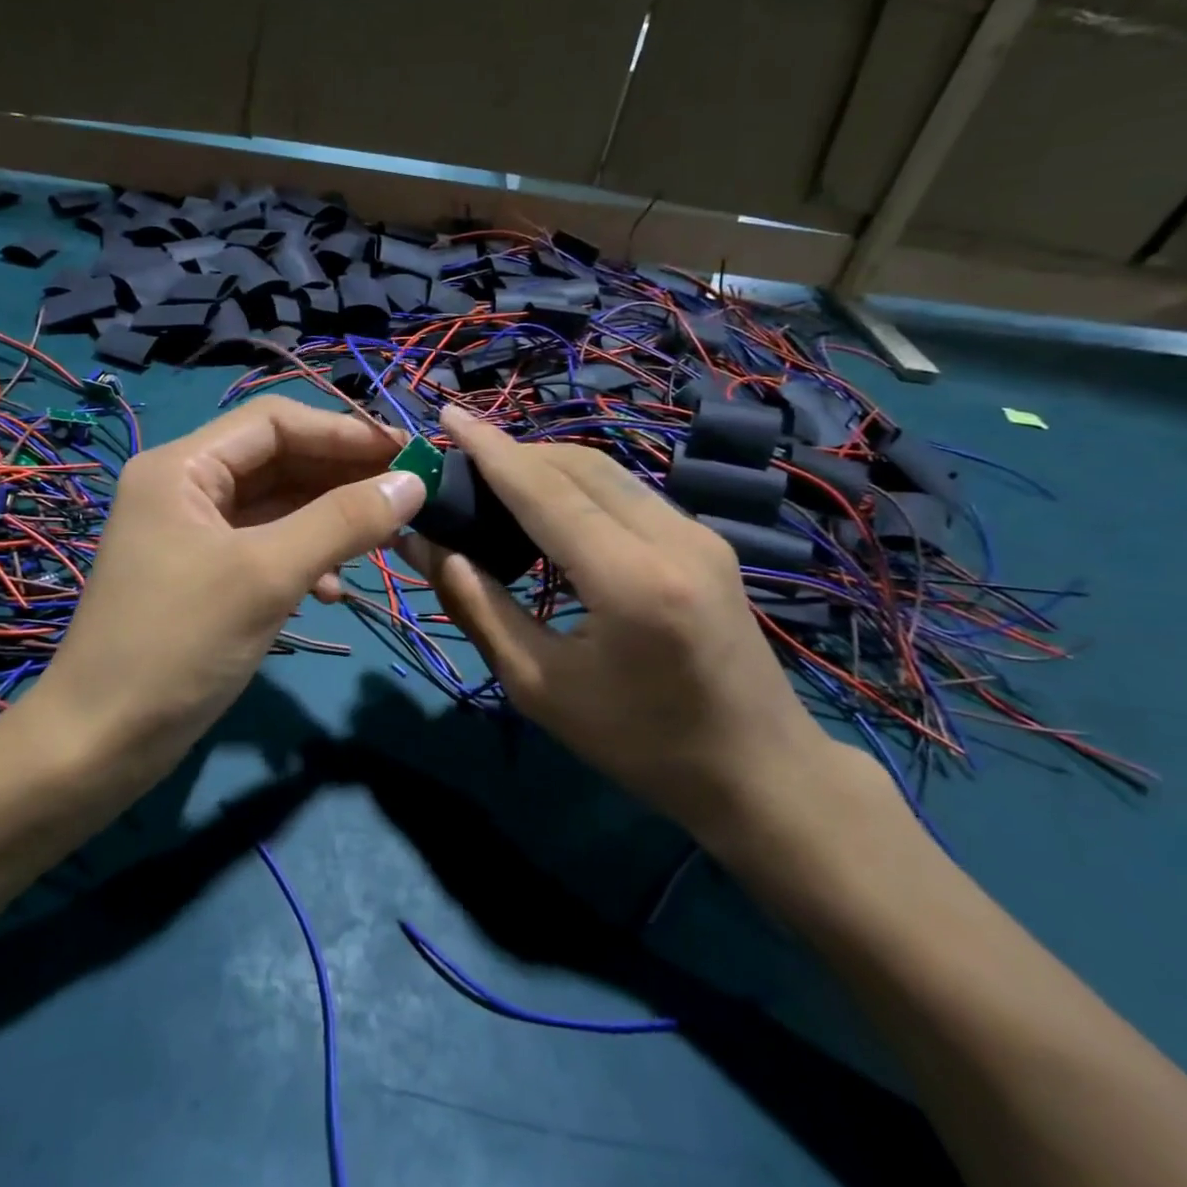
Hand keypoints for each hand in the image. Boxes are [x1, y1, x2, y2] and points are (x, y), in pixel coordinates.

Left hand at [34, 396, 423, 776]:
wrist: (100, 744)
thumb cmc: (177, 646)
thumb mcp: (266, 576)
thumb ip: (342, 522)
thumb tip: (414, 482)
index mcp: (182, 467)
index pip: (274, 422)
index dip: (343, 432)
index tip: (406, 454)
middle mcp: (184, 488)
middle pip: (278, 461)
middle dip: (342, 477)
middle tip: (406, 497)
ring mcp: (193, 534)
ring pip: (277, 507)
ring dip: (329, 520)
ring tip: (385, 541)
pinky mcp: (204, 576)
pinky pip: (265, 548)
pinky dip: (303, 560)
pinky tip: (331, 590)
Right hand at [398, 406, 830, 841]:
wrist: (762, 772)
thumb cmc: (641, 745)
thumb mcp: (539, 687)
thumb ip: (478, 607)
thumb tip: (425, 546)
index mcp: (631, 581)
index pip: (546, 492)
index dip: (491, 450)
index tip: (447, 413)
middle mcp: (673, 538)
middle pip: (578, 466)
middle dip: (514, 453)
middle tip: (459, 463)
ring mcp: (698, 533)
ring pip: (606, 470)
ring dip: (545, 464)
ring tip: (492, 480)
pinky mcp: (706, 540)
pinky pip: (628, 491)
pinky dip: (578, 485)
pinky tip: (547, 507)